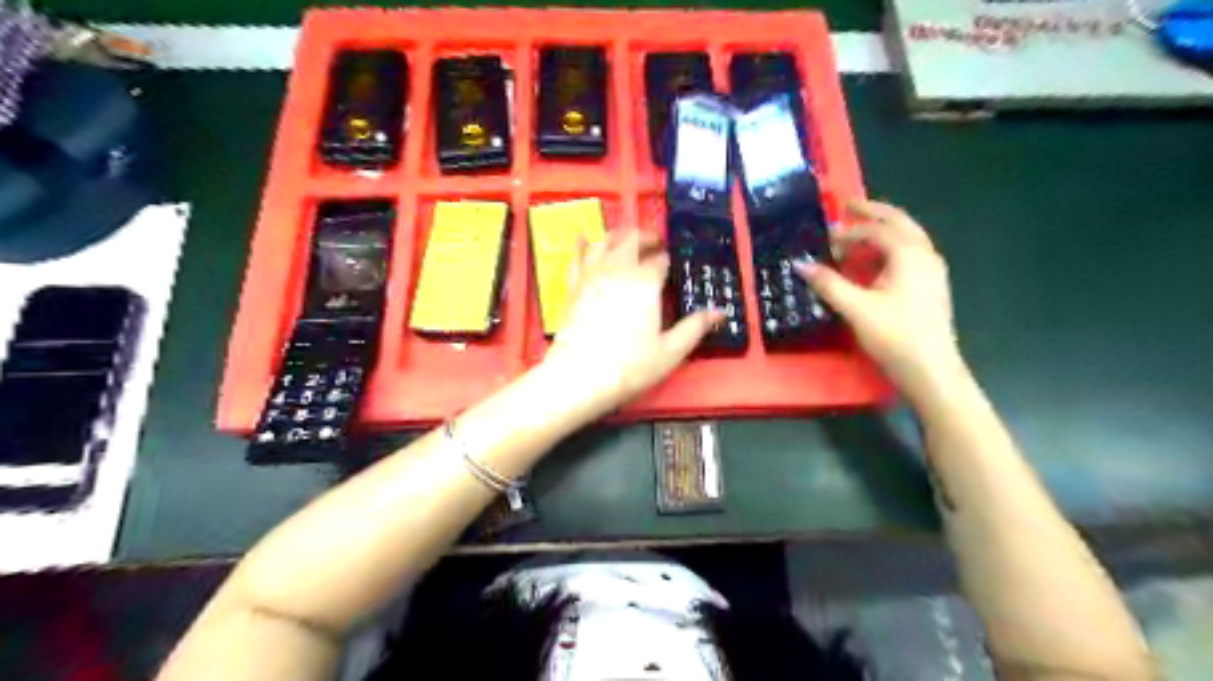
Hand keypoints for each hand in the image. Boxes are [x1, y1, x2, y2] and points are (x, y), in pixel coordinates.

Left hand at [539, 230, 716, 416]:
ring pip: (603, 241)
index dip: (668, 260)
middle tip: (656, 244)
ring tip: (626, 240)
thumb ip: (694, 327)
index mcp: (645, 281)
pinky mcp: (572, 287)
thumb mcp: (670, 351)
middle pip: (632, 240)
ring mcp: (591, 275)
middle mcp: (618, 269)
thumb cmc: (629, 365)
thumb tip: (720, 311)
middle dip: (646, 238)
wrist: (579, 376)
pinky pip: (576, 257)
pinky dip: (582, 246)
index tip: (672, 265)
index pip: (660, 260)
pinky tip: (583, 239)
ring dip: (618, 236)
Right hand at [805, 200, 962, 396]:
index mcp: (909, 254)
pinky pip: (908, 254)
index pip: (876, 230)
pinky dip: (888, 249)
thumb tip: (800, 264)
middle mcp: (925, 254)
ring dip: (881, 231)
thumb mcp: (856, 308)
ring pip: (906, 237)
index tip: (825, 238)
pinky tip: (872, 263)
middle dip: (873, 212)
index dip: (848, 231)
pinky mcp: (930, 286)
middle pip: (898, 222)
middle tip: (848, 206)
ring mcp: (931, 270)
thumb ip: (828, 283)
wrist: (931, 370)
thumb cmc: (895, 335)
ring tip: (856, 233)